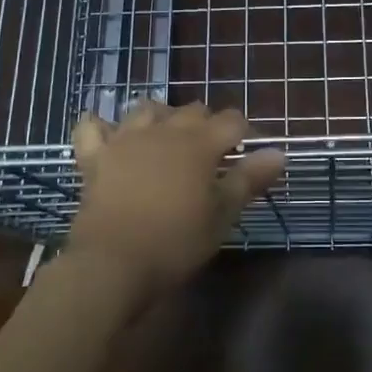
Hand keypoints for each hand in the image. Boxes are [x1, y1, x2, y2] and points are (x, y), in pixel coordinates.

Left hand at [67, 100, 284, 307]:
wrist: (113, 263)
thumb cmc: (176, 241)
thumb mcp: (222, 215)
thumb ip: (249, 179)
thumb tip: (279, 152)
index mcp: (199, 143)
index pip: (232, 120)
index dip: (246, 131)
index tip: (250, 150)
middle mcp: (164, 130)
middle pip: (192, 110)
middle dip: (207, 123)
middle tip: (212, 152)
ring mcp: (125, 139)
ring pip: (147, 109)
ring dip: (162, 117)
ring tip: (167, 138)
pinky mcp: (95, 156)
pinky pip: (92, 127)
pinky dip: (101, 126)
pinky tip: (109, 135)